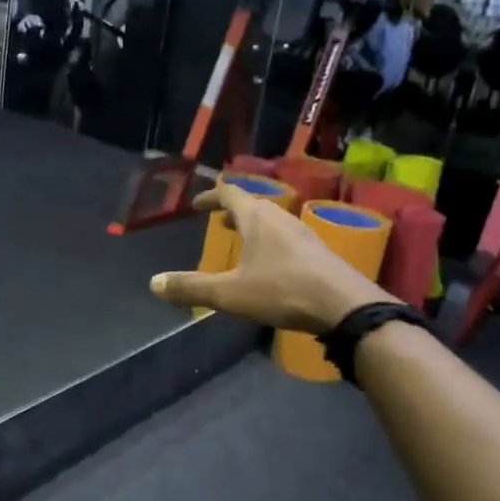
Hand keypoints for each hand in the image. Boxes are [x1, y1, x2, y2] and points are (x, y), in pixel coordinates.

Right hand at [149, 181, 395, 333]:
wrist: (345, 305)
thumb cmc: (282, 291)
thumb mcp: (230, 293)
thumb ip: (192, 288)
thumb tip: (153, 283)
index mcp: (257, 218)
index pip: (229, 194)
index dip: (211, 196)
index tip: (197, 204)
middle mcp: (280, 217)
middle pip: (253, 205)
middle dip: (232, 211)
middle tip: (217, 221)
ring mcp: (303, 232)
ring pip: (272, 220)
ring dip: (253, 225)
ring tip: (242, 240)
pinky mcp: (318, 251)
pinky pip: (286, 236)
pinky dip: (270, 239)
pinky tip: (271, 263)